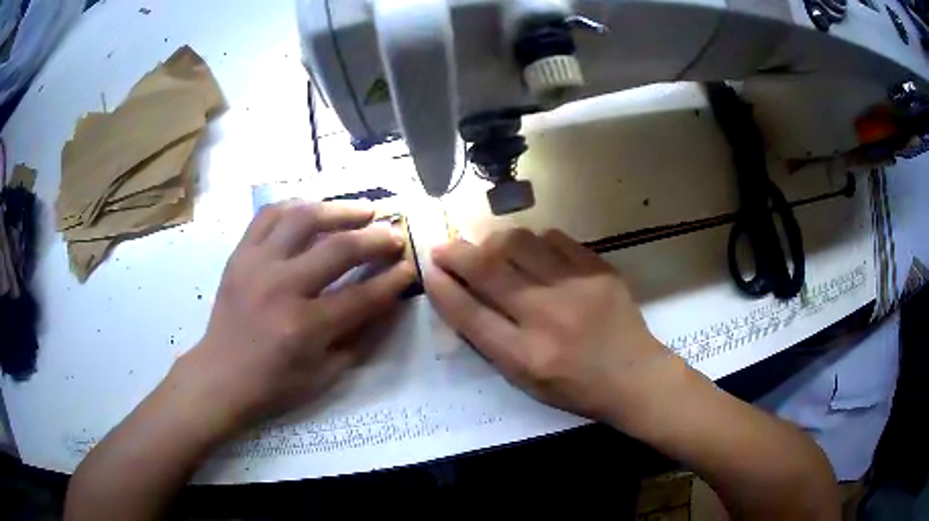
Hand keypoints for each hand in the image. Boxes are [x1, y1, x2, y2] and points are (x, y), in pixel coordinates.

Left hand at [175, 200, 415, 435]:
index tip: (410, 266)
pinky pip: (268, 215)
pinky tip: (314, 208)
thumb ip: (361, 337)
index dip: (393, 280)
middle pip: (338, 248)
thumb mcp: (325, 374)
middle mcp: (281, 288)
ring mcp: (256, 265)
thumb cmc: (275, 384)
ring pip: (303, 218)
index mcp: (304, 327)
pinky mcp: (240, 255)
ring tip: (361, 210)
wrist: (221, 375)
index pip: (362, 295)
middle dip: (376, 238)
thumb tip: (390, 302)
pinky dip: (295, 206)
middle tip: (395, 233)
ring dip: (339, 209)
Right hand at [425, 228, 677, 422]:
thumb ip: (492, 342)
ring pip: (519, 243)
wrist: (634, 376)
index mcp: (524, 356)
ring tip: (491, 248)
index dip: (443, 288)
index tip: (430, 269)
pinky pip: (555, 238)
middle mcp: (546, 317)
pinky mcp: (599, 269)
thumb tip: (462, 296)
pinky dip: (535, 241)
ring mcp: (575, 288)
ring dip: (494, 241)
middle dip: (456, 253)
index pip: (469, 314)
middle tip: (444, 245)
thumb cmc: (575, 387)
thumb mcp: (525, 380)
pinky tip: (535, 251)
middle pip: (488, 270)